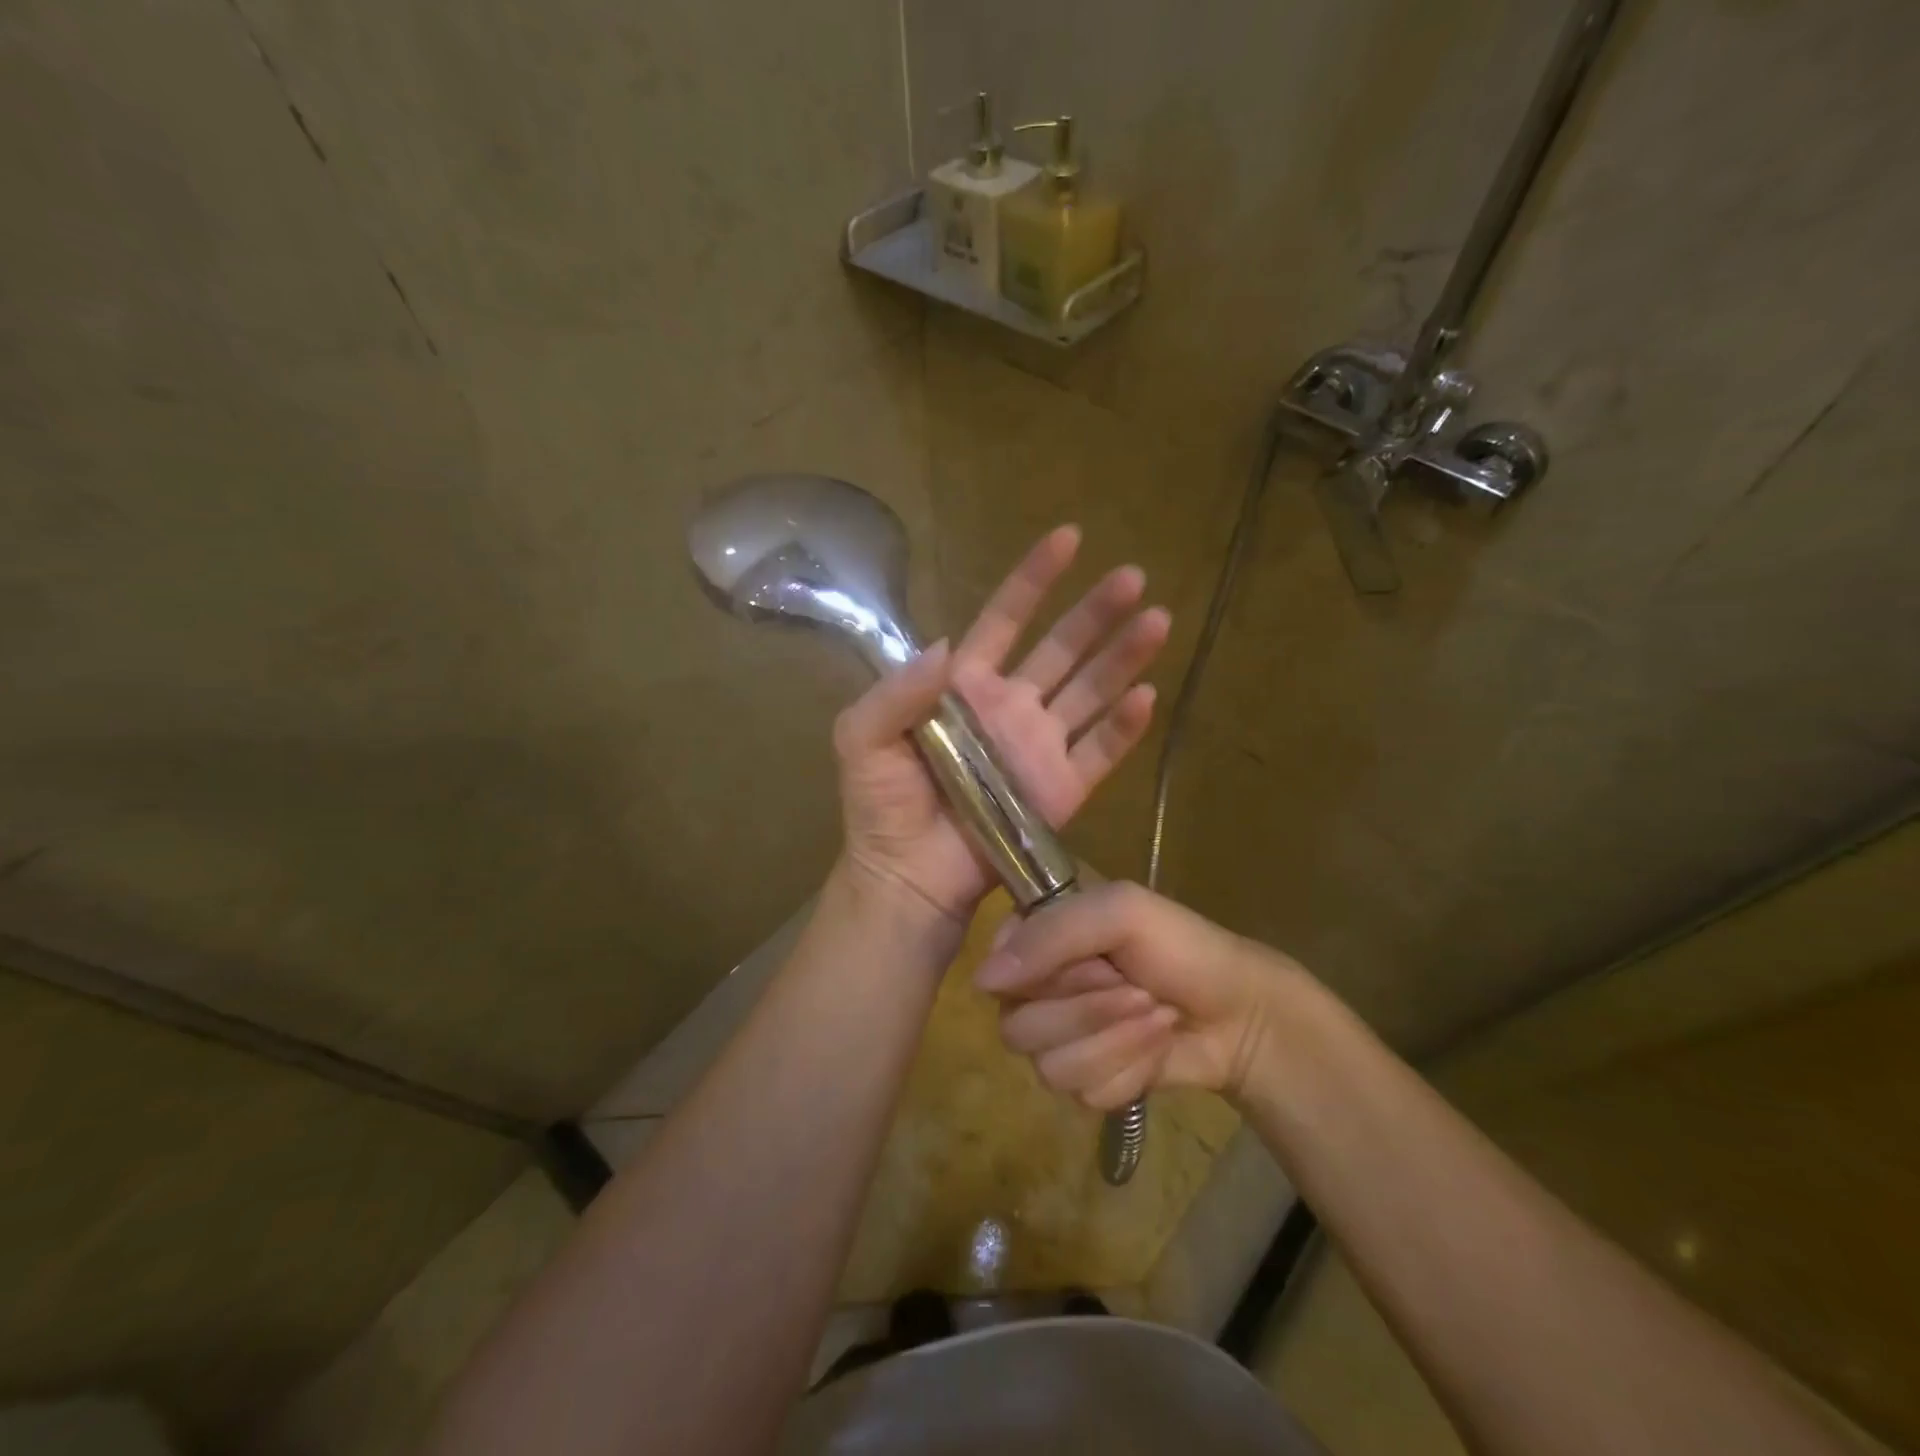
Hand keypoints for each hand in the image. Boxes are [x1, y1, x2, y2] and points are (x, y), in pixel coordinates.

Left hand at [835, 526, 1168, 924]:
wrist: (907, 874)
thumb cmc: (880, 803)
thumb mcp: (862, 736)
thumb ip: (897, 689)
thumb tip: (947, 644)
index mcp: (965, 685)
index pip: (1005, 619)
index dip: (1034, 579)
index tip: (1068, 538)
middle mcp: (1010, 707)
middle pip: (1062, 648)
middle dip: (1095, 612)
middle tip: (1132, 576)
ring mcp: (1040, 747)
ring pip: (1091, 691)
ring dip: (1124, 657)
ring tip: (1157, 620)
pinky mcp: (1063, 789)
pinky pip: (1100, 752)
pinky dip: (1124, 727)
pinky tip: (1146, 696)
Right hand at [973, 881, 1302, 1109]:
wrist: (1242, 1014)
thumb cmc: (1183, 947)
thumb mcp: (1122, 912)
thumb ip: (1052, 933)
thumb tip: (983, 981)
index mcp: (1041, 938)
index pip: (996, 968)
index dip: (1043, 975)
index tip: (1093, 962)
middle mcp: (1040, 989)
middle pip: (1017, 1027)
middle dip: (1087, 1012)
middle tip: (1136, 990)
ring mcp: (1062, 1039)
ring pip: (1047, 1067)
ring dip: (1113, 1043)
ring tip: (1155, 1016)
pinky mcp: (1088, 1081)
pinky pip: (1082, 1094)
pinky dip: (1128, 1072)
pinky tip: (1156, 1051)